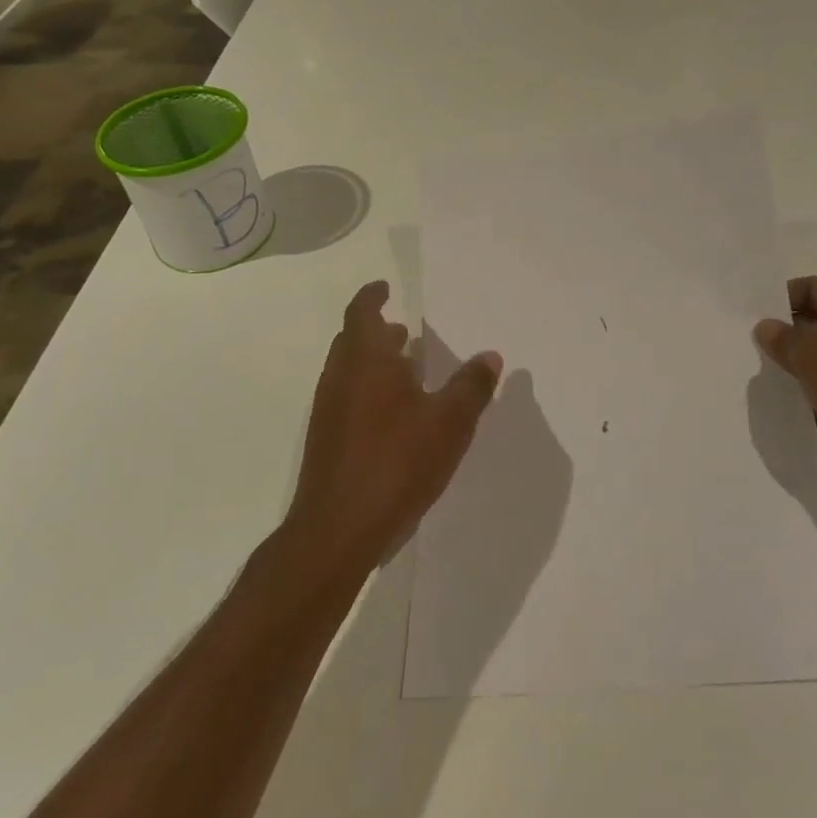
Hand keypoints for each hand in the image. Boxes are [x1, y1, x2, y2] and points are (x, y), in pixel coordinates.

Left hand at [284, 280, 502, 577]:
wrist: (337, 530)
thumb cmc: (396, 462)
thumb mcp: (449, 422)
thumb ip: (471, 386)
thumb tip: (490, 356)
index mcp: (367, 360)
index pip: (362, 312)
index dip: (373, 296)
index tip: (385, 287)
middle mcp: (341, 377)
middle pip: (352, 339)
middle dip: (377, 330)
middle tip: (404, 330)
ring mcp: (328, 411)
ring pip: (349, 370)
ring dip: (373, 362)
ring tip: (408, 370)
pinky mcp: (326, 441)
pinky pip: (347, 398)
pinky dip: (368, 391)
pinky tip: (394, 417)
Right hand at [753, 276, 816, 513]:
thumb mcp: (815, 352)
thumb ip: (785, 337)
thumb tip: (766, 328)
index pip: (816, 288)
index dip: (781, 298)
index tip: (748, 318)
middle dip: (786, 337)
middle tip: (747, 349)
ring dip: (796, 373)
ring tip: (758, 379)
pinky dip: (809, 404)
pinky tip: (782, 410)